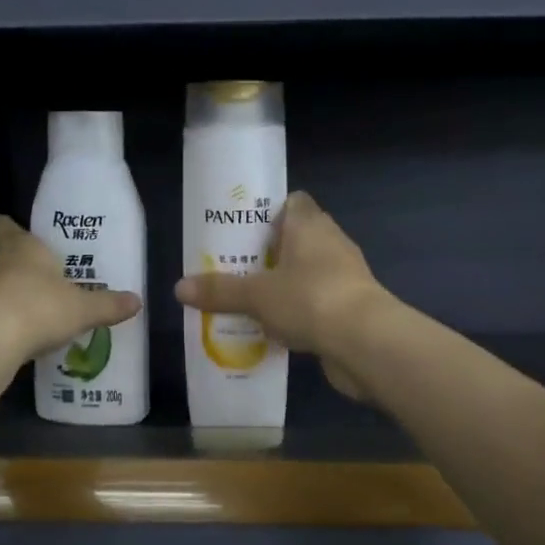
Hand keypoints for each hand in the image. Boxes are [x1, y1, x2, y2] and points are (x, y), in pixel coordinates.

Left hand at [0, 216, 141, 362]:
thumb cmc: (39, 307)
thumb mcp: (82, 309)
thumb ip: (107, 305)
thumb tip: (137, 301)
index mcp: (21, 247)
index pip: (3, 226)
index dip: (6, 228)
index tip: (12, 234)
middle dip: (13, 271)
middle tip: (36, 287)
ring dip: (0, 299)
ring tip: (23, 320)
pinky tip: (6, 343)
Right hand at [174, 192, 387, 396]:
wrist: (366, 342)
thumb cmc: (310, 299)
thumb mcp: (256, 295)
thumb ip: (220, 291)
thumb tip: (178, 288)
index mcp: (309, 224)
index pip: (293, 202)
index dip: (268, 211)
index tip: (242, 230)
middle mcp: (330, 242)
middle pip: (295, 239)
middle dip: (266, 254)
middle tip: (232, 268)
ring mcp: (344, 276)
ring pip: (305, 273)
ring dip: (281, 285)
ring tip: (245, 300)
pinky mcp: (350, 307)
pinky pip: (315, 303)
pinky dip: (296, 312)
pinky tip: (271, 330)